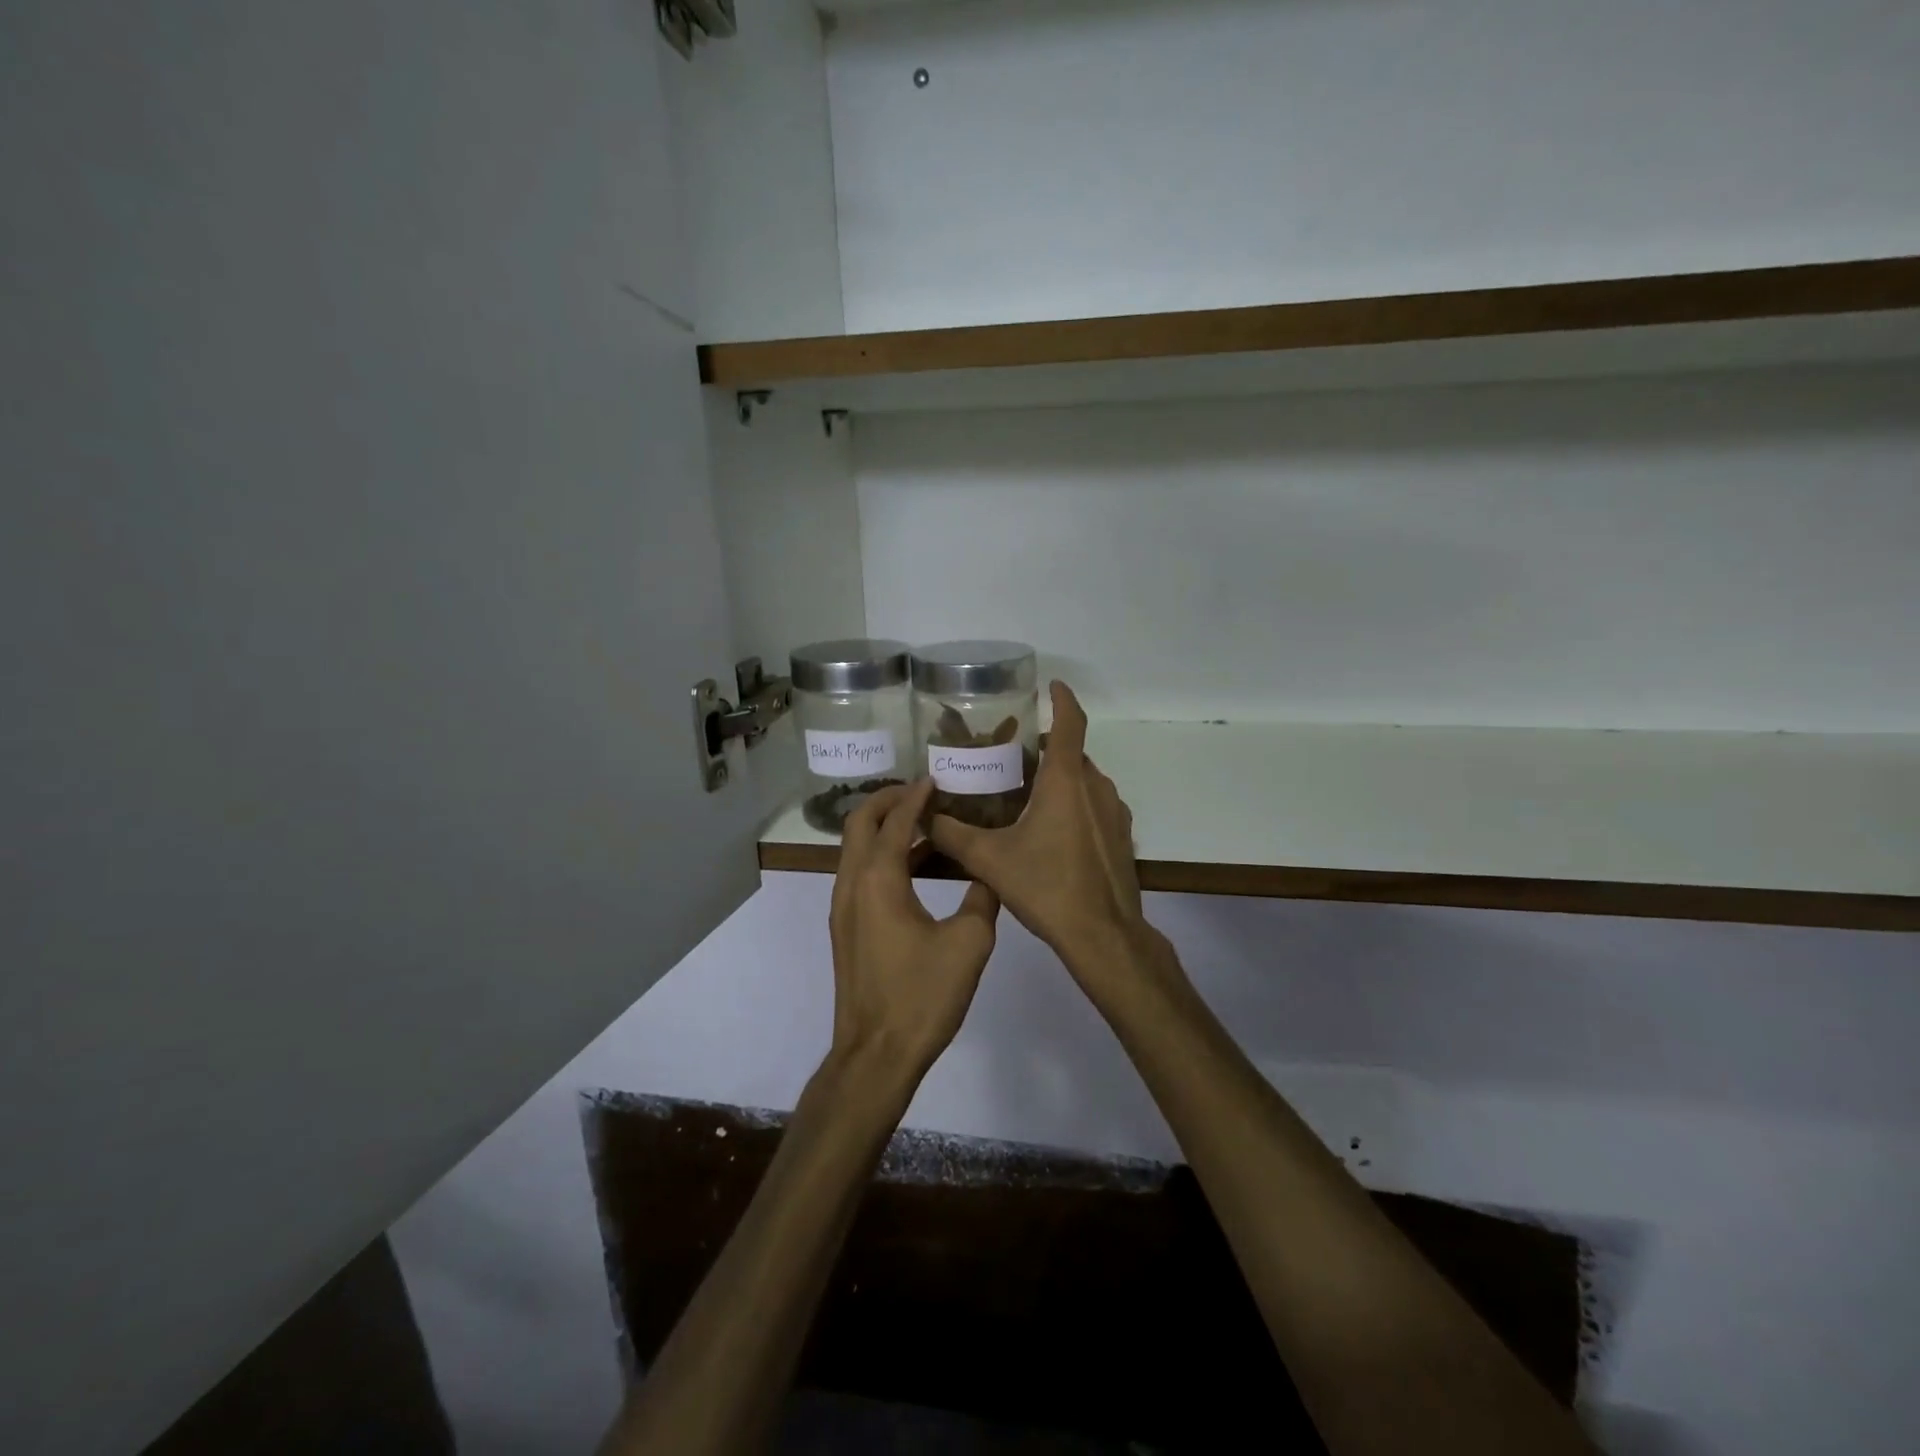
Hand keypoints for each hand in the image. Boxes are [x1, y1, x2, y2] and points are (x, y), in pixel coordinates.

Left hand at [827, 780, 999, 1091]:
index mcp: (878, 879)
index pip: (894, 820)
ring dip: (883, 828)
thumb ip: (982, 897)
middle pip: (859, 823)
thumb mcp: (969, 943)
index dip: (915, 796)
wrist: (876, 1054)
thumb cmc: (922, 996)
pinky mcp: (846, 928)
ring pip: (855, 849)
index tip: (936, 779)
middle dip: (887, 801)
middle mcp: (851, 884)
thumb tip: (990, 874)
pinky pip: (859, 874)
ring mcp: (843, 907)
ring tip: (923, 823)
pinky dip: (881, 856)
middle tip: (921, 792)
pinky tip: (915, 868)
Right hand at [928, 683, 1155, 987]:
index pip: (1070, 723)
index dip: (1062, 699)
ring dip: (1061, 779)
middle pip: (1073, 753)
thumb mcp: (990, 860)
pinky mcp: (1122, 837)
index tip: (1051, 685)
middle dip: (1047, 748)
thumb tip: (923, 816)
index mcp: (1065, 781)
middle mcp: (1095, 787)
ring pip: (1085, 781)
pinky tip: (1052, 832)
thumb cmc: (1047, 887)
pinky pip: (1096, 806)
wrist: (1103, 935)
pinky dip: (1076, 804)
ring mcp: (1114, 812)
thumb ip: (952, 835)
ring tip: (1027, 794)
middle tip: (1013, 757)